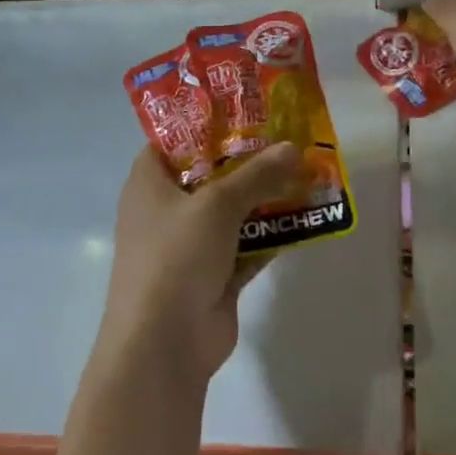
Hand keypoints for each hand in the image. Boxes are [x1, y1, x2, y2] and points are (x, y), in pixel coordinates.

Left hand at [98, 142, 304, 389]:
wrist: (164, 345)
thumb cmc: (176, 256)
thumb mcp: (217, 204)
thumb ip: (257, 174)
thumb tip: (293, 147)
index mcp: (149, 182)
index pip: (173, 139)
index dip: (206, 122)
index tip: (246, 109)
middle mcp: (166, 209)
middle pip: (210, 173)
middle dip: (248, 159)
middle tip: (288, 136)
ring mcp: (190, 244)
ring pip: (232, 210)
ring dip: (265, 196)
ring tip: (306, 171)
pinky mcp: (214, 274)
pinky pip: (247, 244)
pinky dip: (271, 233)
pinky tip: (305, 216)